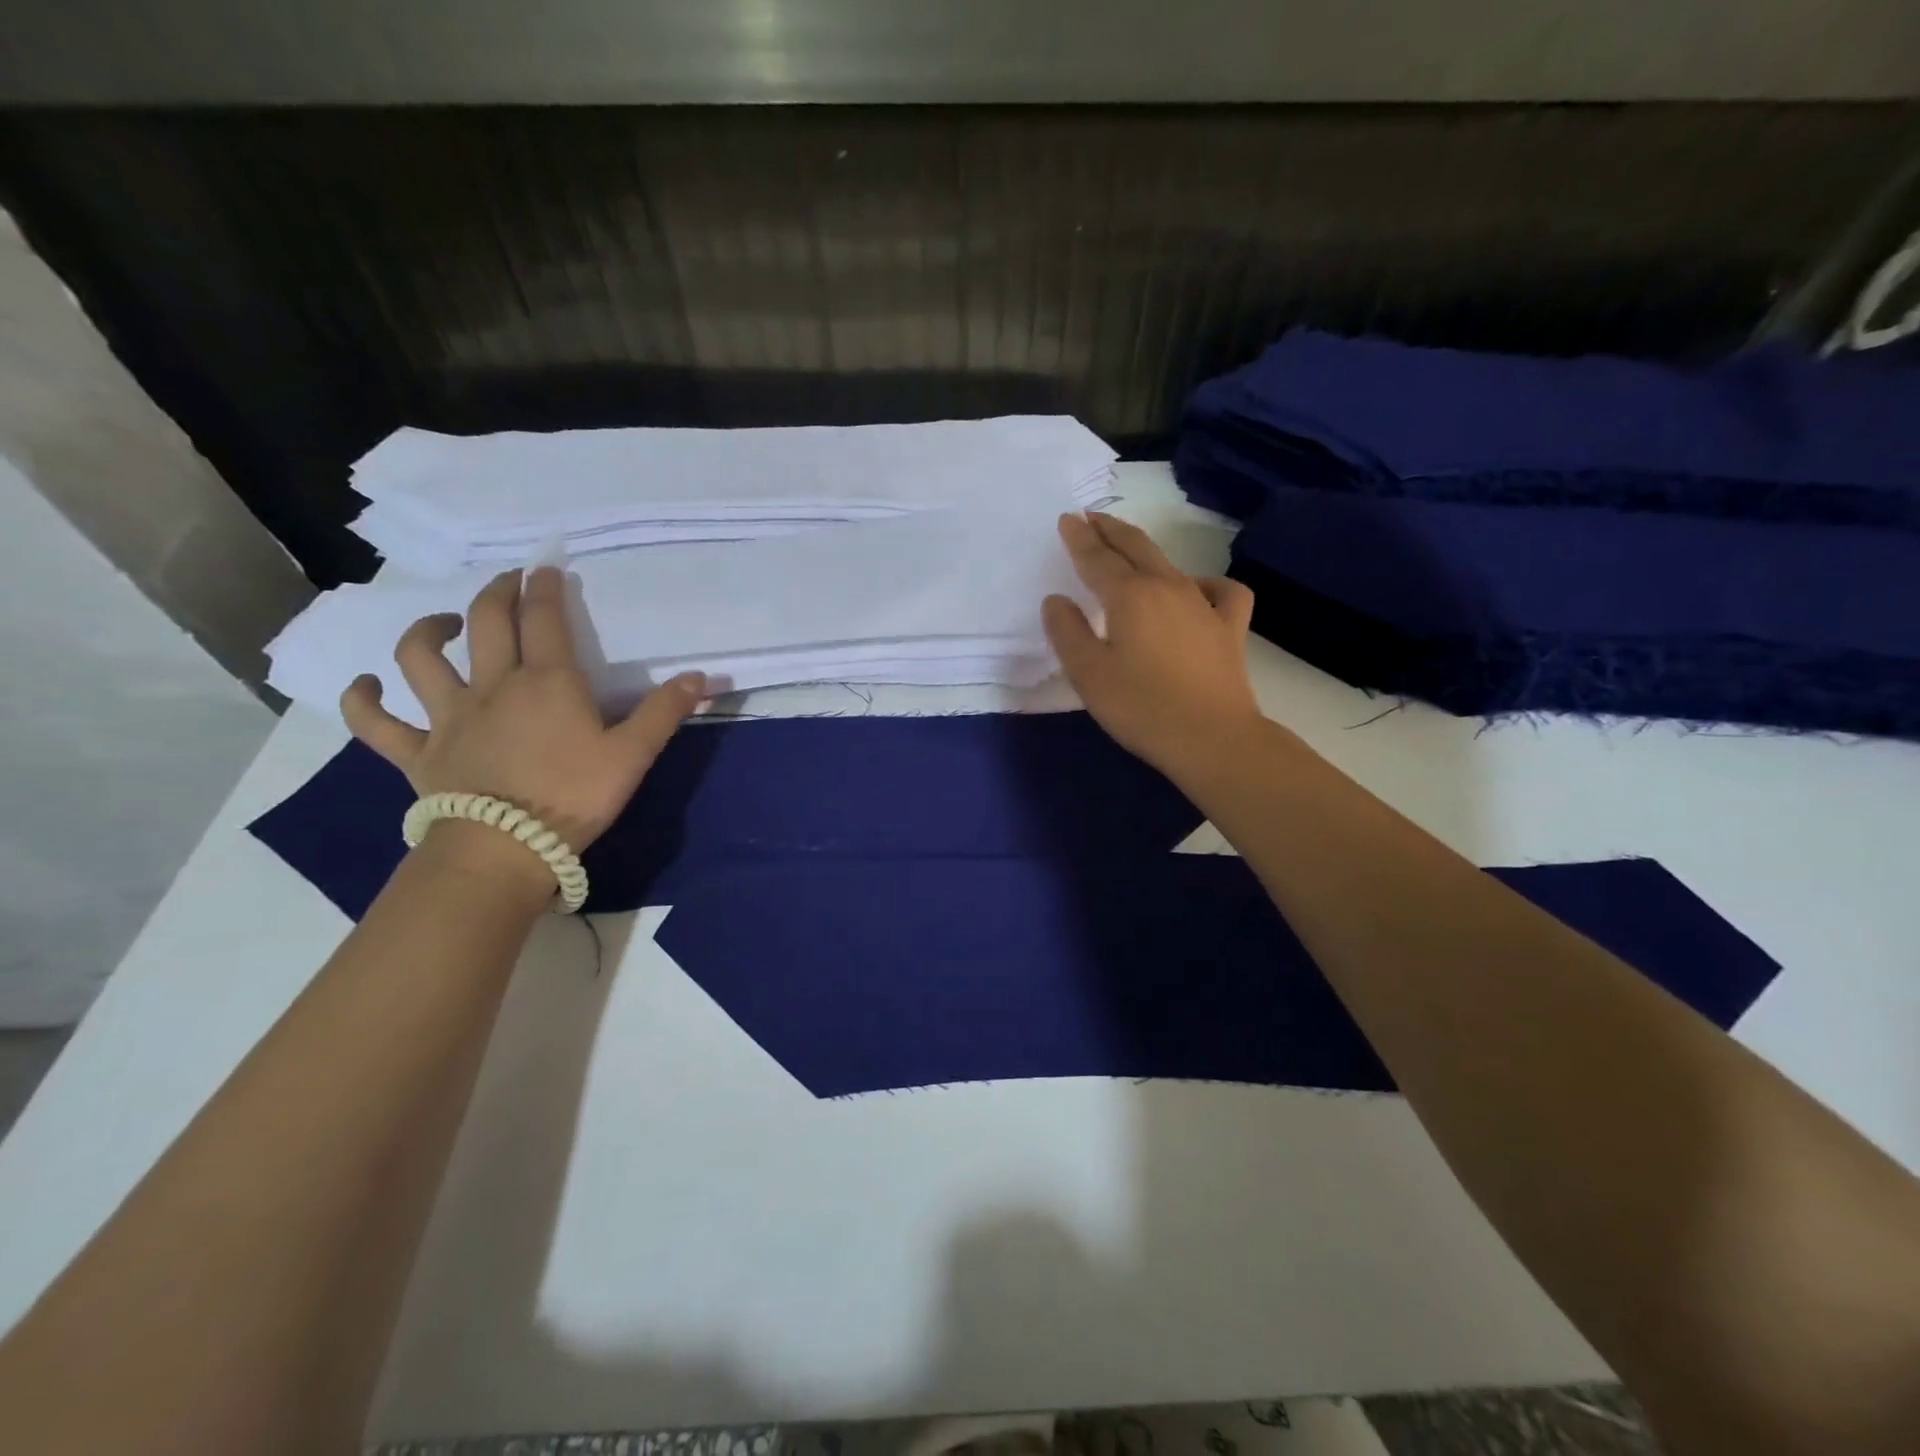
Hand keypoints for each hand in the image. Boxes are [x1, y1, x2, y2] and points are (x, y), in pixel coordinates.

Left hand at [340, 566, 706, 852]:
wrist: (505, 849)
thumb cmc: (574, 798)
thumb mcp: (633, 755)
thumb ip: (664, 712)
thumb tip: (700, 676)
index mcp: (548, 683)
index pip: (545, 619)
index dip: (545, 587)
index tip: (546, 567)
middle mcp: (493, 686)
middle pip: (487, 622)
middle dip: (497, 593)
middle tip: (507, 582)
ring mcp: (448, 717)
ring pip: (420, 659)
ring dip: (426, 632)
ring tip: (442, 625)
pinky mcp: (417, 752)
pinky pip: (376, 723)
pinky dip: (362, 701)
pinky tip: (363, 685)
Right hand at [1042, 512, 1265, 778]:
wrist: (1212, 738)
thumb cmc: (1141, 707)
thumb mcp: (1088, 674)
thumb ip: (1067, 632)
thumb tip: (1057, 600)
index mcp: (1129, 595)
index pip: (1097, 557)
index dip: (1079, 538)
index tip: (1067, 520)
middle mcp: (1167, 587)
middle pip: (1135, 546)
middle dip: (1110, 529)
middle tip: (1091, 518)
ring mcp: (1204, 604)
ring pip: (1170, 564)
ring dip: (1144, 551)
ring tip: (1129, 551)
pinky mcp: (1230, 626)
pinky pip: (1220, 591)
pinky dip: (1205, 584)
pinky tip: (1196, 591)